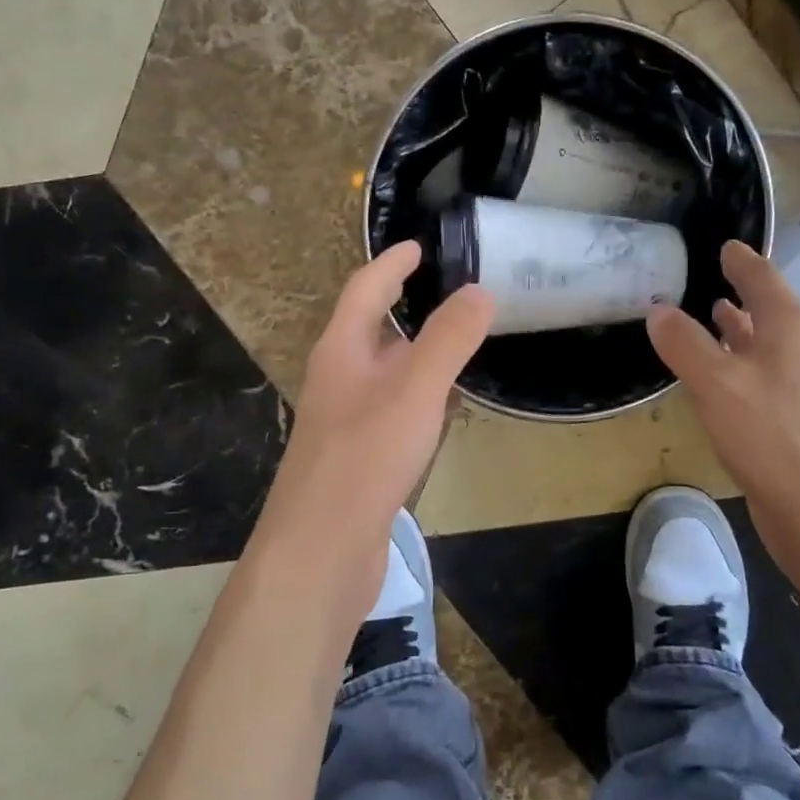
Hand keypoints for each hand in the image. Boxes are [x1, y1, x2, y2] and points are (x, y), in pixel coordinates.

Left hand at [252, 241, 493, 598]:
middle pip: (369, 330)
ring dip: (413, 353)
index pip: (365, 290)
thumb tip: (479, 291)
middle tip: (446, 292)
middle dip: (402, 306)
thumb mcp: (414, 390)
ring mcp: (345, 422)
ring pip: (382, 373)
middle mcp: (337, 380)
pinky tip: (443, 411)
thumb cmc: (364, 459)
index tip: (418, 246)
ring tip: (454, 343)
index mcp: (341, 352)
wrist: (321, 552)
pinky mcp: (358, 459)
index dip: (392, 264)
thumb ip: (448, 339)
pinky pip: (391, 411)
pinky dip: (418, 397)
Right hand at [648, 240, 799, 582]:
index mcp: (789, 326)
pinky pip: (756, 376)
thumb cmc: (773, 436)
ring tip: (705, 314)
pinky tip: (713, 375)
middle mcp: (799, 348)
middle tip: (699, 275)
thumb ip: (683, 342)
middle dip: (735, 291)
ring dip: (735, 329)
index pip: (760, 276)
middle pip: (766, 307)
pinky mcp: (790, 420)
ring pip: (761, 344)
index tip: (721, 243)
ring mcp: (799, 386)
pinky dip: (734, 364)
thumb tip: (657, 308)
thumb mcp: (716, 382)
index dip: (739, 259)